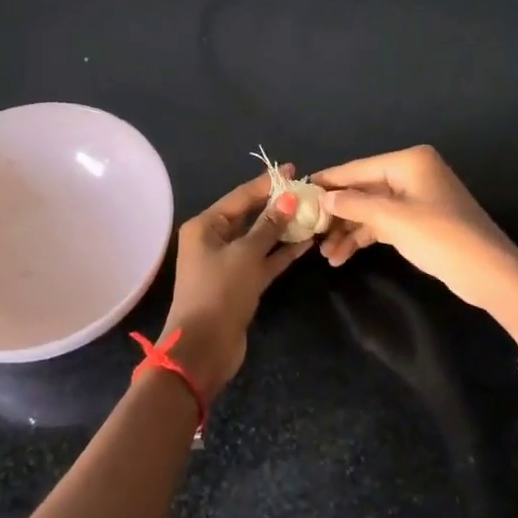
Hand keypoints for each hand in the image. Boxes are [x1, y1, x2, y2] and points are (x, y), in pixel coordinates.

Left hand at [160, 165, 314, 397]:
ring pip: (259, 239)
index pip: (240, 197)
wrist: (204, 347)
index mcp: (205, 226)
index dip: (267, 183)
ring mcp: (227, 263)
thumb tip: (288, 199)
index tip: (294, 170)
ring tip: (312, 214)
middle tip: (307, 192)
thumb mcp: (246, 254)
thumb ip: (269, 226)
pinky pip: (263, 261)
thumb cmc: (220, 292)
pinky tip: (307, 243)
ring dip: (283, 229)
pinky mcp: (240, 284)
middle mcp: (213, 240)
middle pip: (249, 216)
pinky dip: (282, 253)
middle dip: (277, 205)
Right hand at [312, 145, 517, 324]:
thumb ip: (354, 205)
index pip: (357, 168)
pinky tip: (342, 256)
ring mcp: (416, 198)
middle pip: (362, 189)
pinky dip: (363, 237)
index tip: (298, 192)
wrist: (490, 273)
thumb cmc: (441, 237)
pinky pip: (382, 223)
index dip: (328, 181)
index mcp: (408, 162)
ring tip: (324, 254)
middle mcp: (411, 174)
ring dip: (347, 230)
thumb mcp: (392, 219)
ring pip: (370, 209)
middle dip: (336, 213)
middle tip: (309, 231)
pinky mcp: (419, 221)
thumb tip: (322, 197)